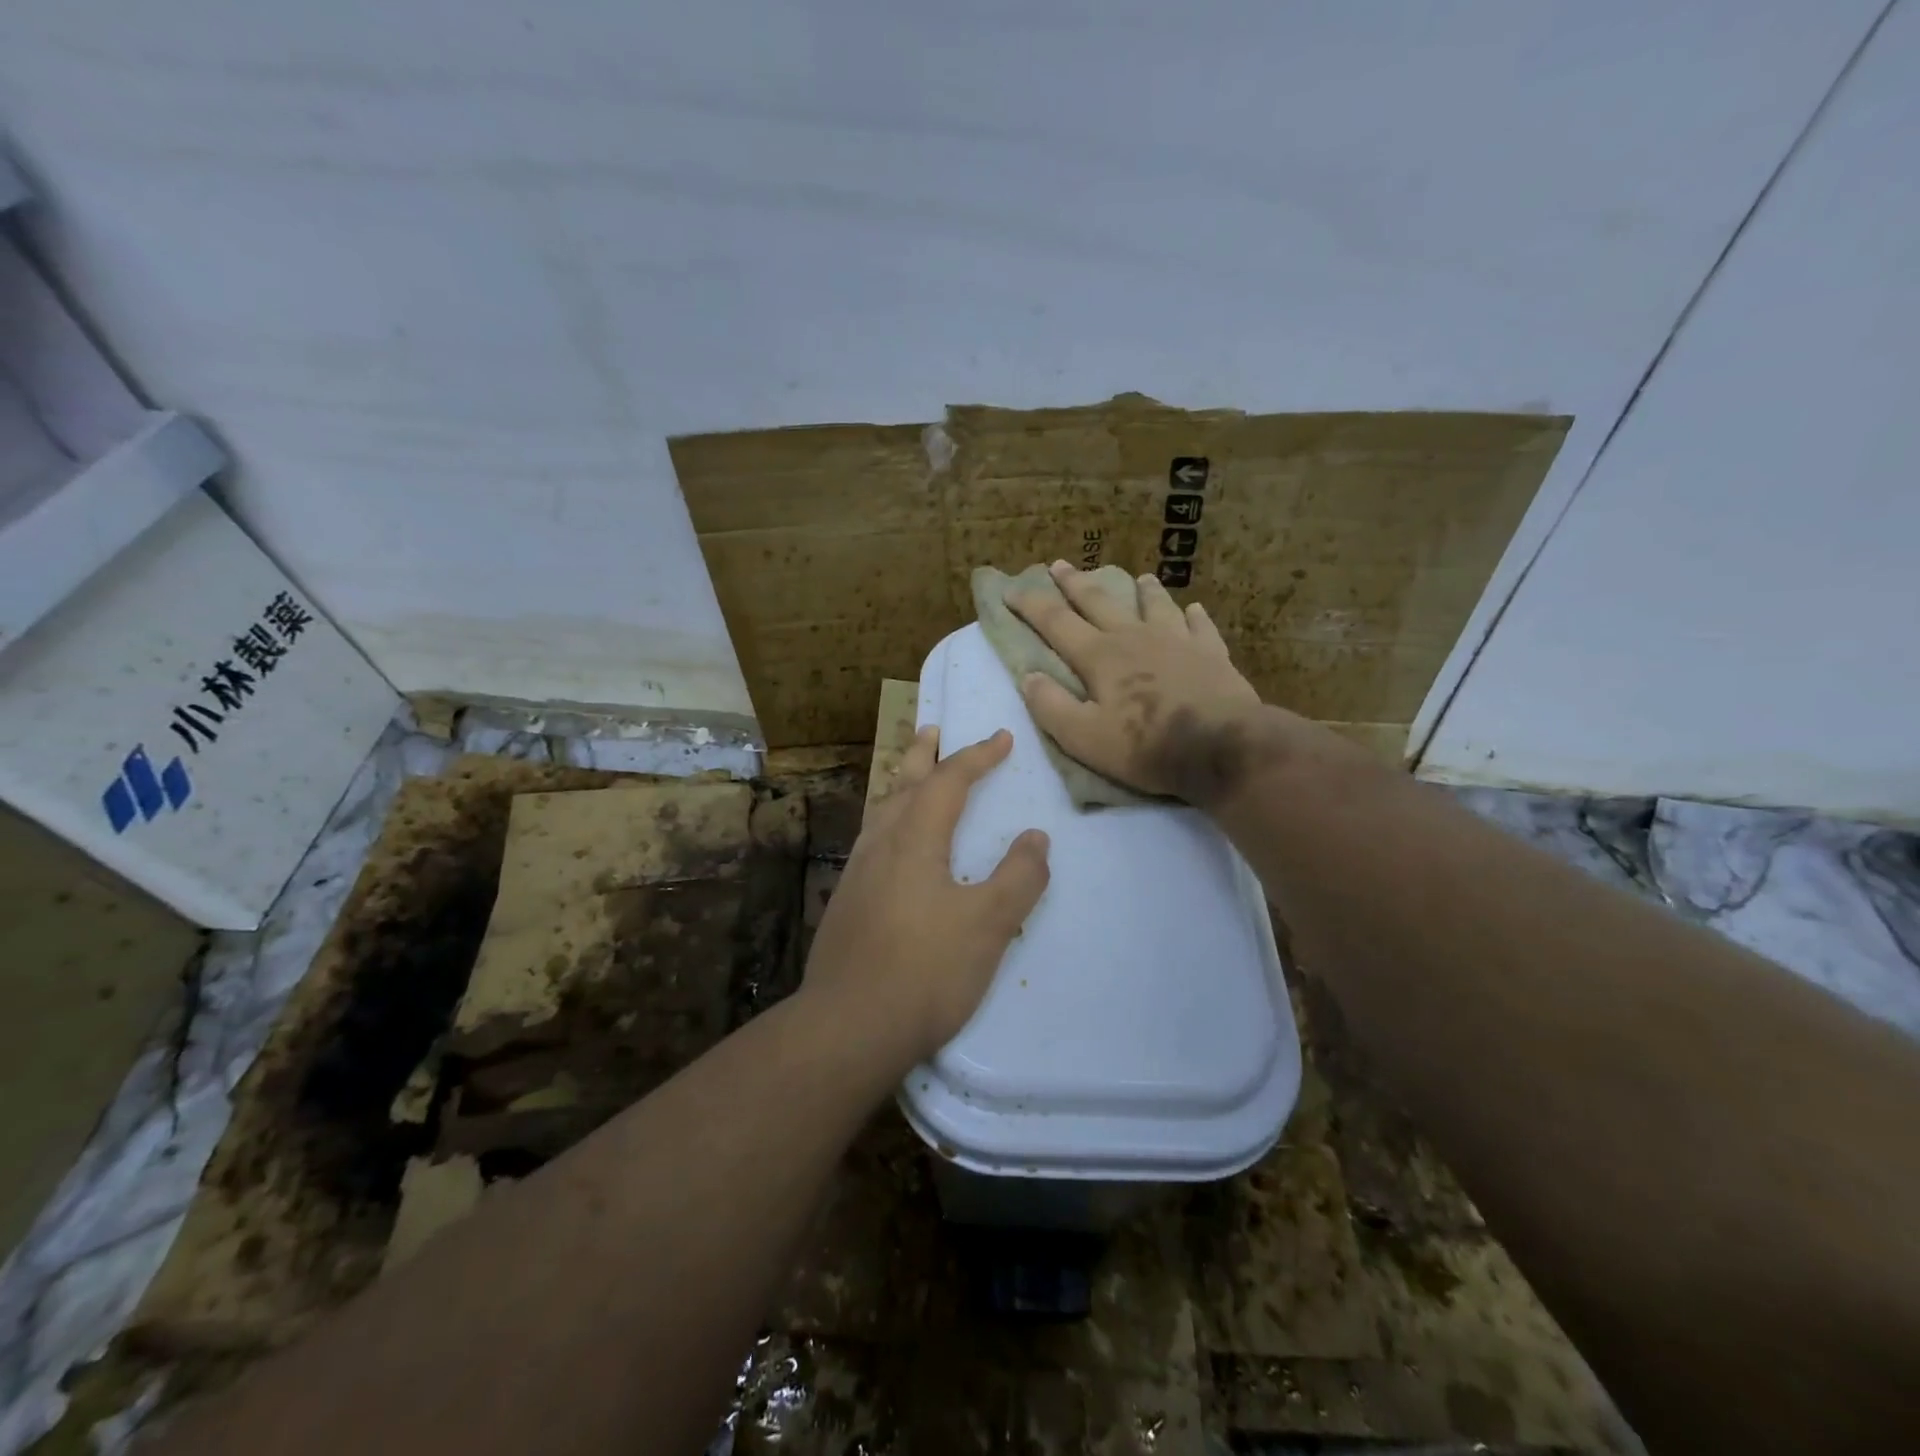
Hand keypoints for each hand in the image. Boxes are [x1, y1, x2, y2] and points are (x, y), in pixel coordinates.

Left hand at [803, 727, 1049, 1071]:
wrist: (848, 1027)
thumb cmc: (925, 970)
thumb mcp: (988, 924)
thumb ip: (1018, 877)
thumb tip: (1036, 836)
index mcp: (913, 840)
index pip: (948, 782)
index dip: (977, 756)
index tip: (1002, 739)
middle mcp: (880, 845)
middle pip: (902, 784)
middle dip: (923, 755)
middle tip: (933, 729)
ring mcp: (856, 874)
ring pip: (881, 812)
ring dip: (901, 785)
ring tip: (912, 777)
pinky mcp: (846, 904)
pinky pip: (872, 841)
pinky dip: (890, 821)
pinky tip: (893, 847)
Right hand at [1009, 560, 1276, 805]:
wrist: (1222, 747)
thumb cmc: (1146, 746)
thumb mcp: (1084, 738)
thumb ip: (1051, 707)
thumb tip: (1028, 677)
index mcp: (1100, 656)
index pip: (1056, 623)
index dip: (1031, 605)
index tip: (1011, 590)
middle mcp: (1134, 637)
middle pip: (1099, 601)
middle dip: (1075, 583)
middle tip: (1060, 564)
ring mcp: (1177, 640)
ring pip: (1154, 605)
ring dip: (1142, 591)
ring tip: (1139, 577)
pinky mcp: (1211, 653)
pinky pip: (1200, 626)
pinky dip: (1194, 616)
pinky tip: (1194, 610)